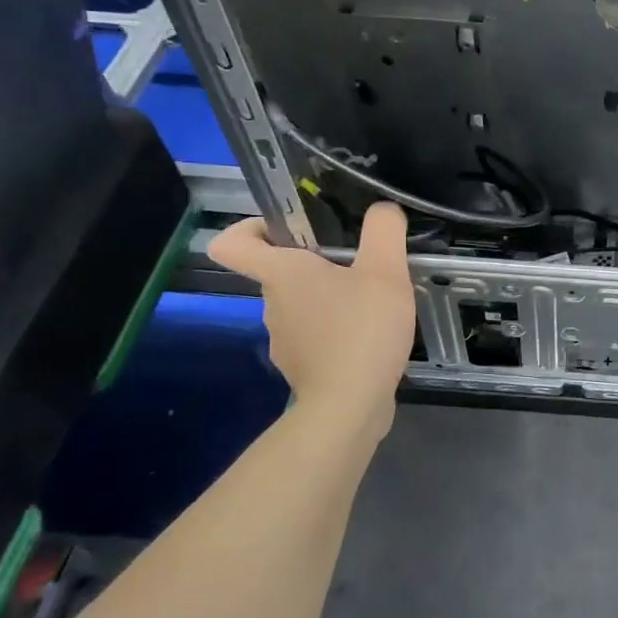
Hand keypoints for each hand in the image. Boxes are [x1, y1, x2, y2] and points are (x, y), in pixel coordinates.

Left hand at [209, 203, 417, 429]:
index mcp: (281, 274)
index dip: (249, 228)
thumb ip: (384, 231)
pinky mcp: (301, 367)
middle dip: (316, 265)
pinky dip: (337, 334)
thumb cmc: (361, 331)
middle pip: (279, 273)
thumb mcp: (385, 271)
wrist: (350, 406)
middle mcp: (272, 305)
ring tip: (372, 306)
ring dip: (331, 301)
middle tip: (359, 267)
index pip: (231, 243)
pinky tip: (369, 339)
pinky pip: (315, 338)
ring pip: (301, 307)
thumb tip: (383, 211)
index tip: (286, 229)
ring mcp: (283, 340)